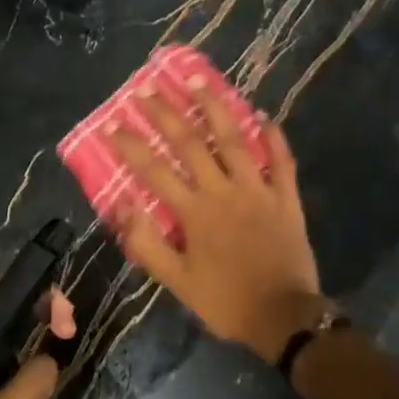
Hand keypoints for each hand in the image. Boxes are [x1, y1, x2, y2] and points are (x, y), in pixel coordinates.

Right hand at [109, 82, 323, 362]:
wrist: (284, 317)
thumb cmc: (225, 301)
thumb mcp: (177, 282)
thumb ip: (147, 243)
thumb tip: (121, 205)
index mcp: (194, 212)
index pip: (154, 170)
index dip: (131, 145)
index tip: (112, 123)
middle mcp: (224, 191)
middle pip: (190, 143)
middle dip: (165, 114)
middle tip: (147, 90)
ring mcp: (258, 190)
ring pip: (234, 140)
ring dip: (214, 108)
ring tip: (198, 81)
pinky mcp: (286, 198)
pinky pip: (281, 161)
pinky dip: (274, 138)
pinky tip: (264, 116)